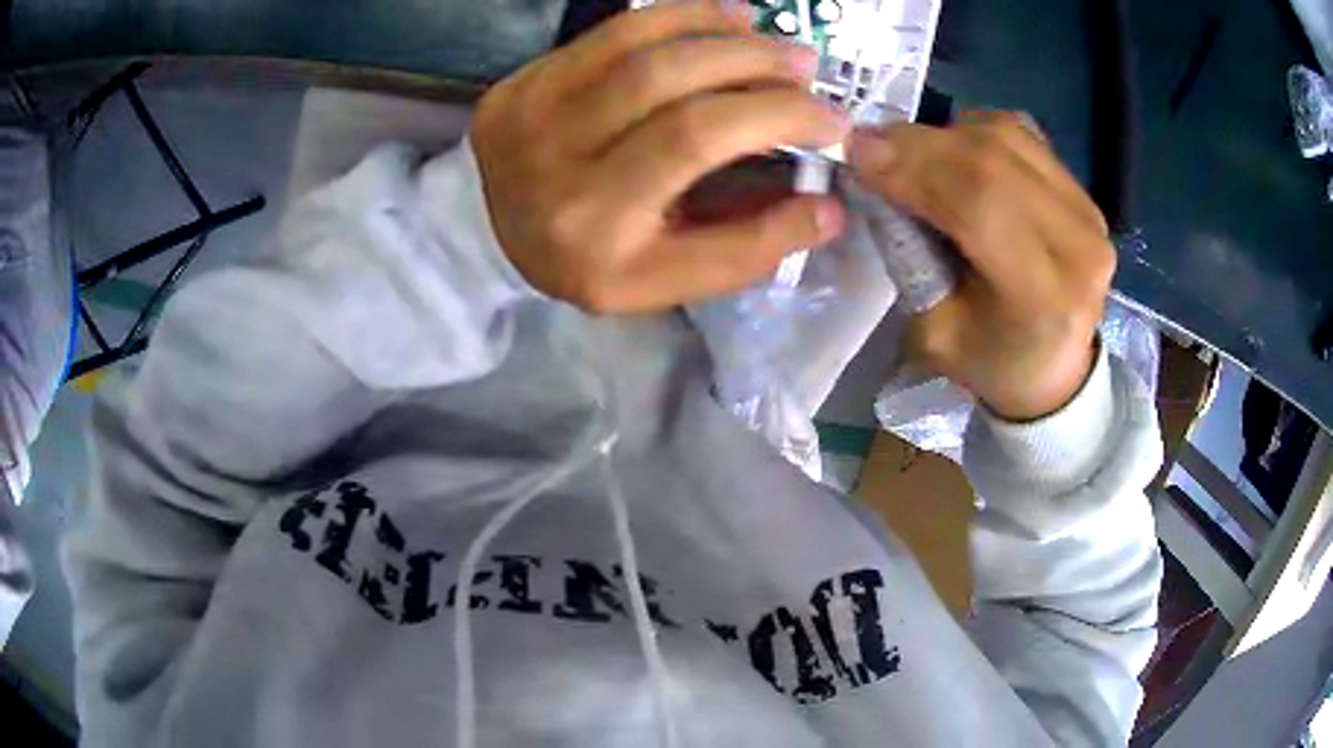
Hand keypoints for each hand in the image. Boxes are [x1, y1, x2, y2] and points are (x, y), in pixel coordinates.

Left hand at [469, 1, 849, 312]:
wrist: (502, 240)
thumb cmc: (599, 262)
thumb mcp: (672, 280)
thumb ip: (750, 246)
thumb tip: (828, 206)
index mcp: (593, 225)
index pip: (693, 139)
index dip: (773, 116)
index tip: (830, 118)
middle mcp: (549, 162)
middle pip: (666, 79)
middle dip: (753, 64)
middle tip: (806, 67)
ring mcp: (526, 113)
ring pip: (637, 43)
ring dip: (719, 32)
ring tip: (770, 38)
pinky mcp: (519, 84)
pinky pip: (608, 33)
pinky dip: (674, 17)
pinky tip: (722, 16)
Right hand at [848, 113, 1114, 420]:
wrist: (1056, 370)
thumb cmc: (992, 363)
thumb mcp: (934, 332)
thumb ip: (909, 253)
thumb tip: (875, 172)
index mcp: (1045, 295)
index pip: (980, 202)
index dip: (914, 167)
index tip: (858, 156)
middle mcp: (1078, 242)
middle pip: (993, 158)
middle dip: (919, 144)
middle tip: (868, 145)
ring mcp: (1087, 209)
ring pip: (1005, 136)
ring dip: (944, 134)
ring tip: (909, 153)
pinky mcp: (1082, 190)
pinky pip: (1020, 135)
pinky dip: (974, 132)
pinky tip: (953, 153)